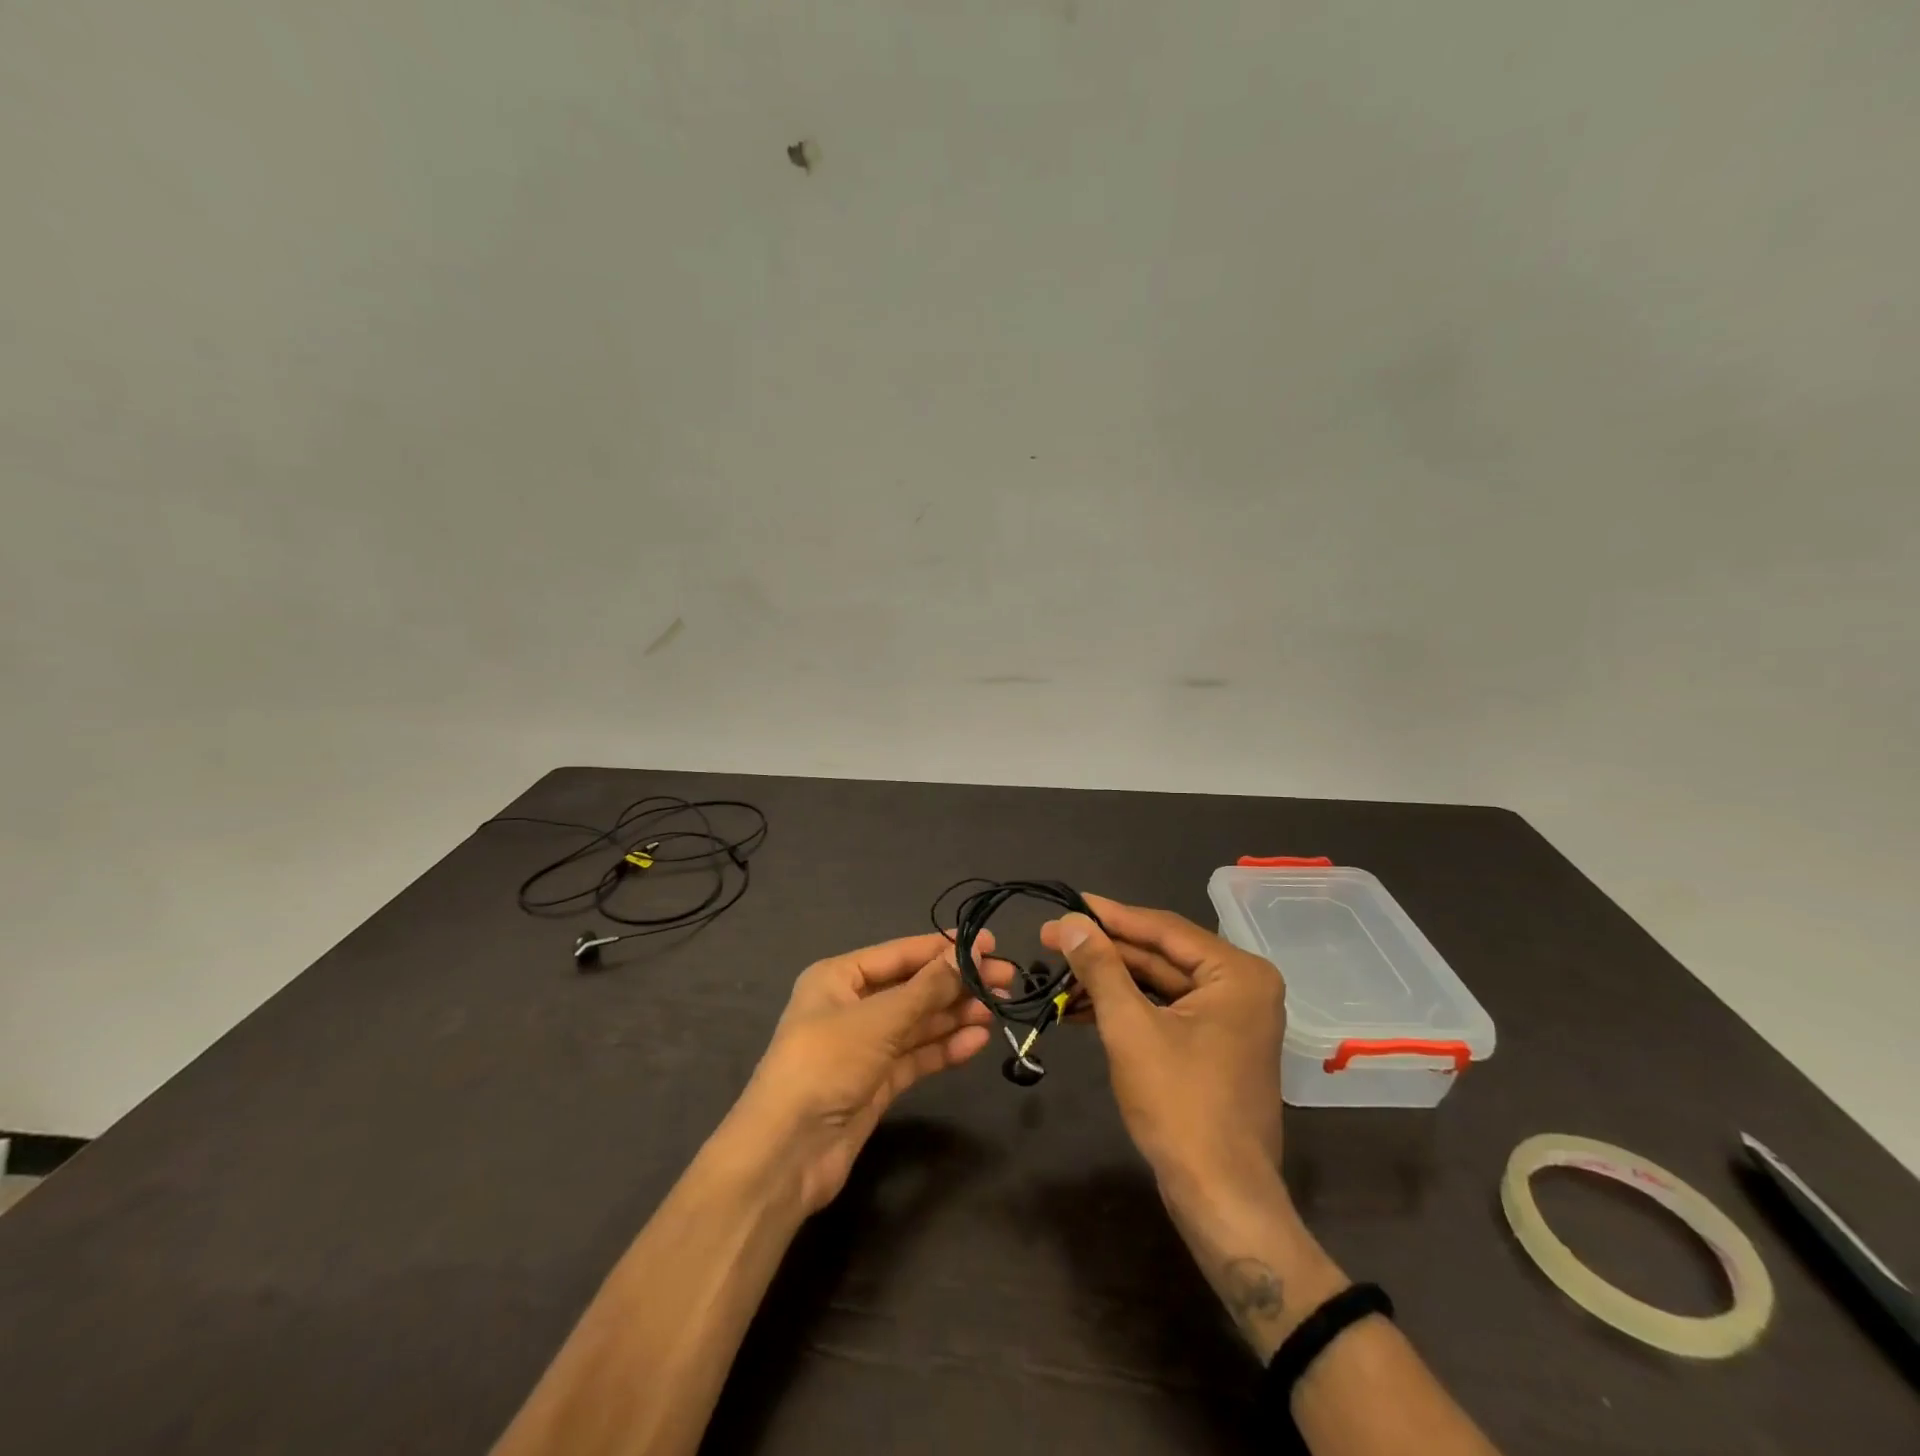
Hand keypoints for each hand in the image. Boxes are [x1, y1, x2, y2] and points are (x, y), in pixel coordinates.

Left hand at [727, 930, 1010, 1215]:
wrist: (786, 1153)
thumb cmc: (826, 1064)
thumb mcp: (879, 1019)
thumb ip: (928, 988)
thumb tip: (970, 954)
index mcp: (839, 977)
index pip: (901, 953)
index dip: (945, 947)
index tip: (990, 944)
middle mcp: (852, 1006)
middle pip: (914, 987)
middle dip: (957, 983)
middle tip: (1006, 980)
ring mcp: (865, 1046)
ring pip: (919, 1022)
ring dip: (956, 1014)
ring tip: (997, 1009)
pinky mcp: (877, 1082)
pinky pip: (917, 1055)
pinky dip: (946, 1047)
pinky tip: (977, 1040)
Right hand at [1044, 899, 1348, 1359]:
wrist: (1221, 1198)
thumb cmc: (1180, 1105)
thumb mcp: (1131, 1028)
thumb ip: (1100, 967)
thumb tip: (1069, 921)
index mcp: (1237, 973)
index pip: (1163, 929)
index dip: (1109, 916)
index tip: (1066, 903)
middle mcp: (1242, 986)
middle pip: (1161, 955)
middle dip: (1105, 951)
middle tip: (1051, 938)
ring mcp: (1232, 1018)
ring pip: (1160, 983)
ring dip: (1111, 980)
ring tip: (1059, 974)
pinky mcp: (1216, 1045)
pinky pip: (1167, 1010)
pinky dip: (1128, 1008)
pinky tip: (1083, 1008)